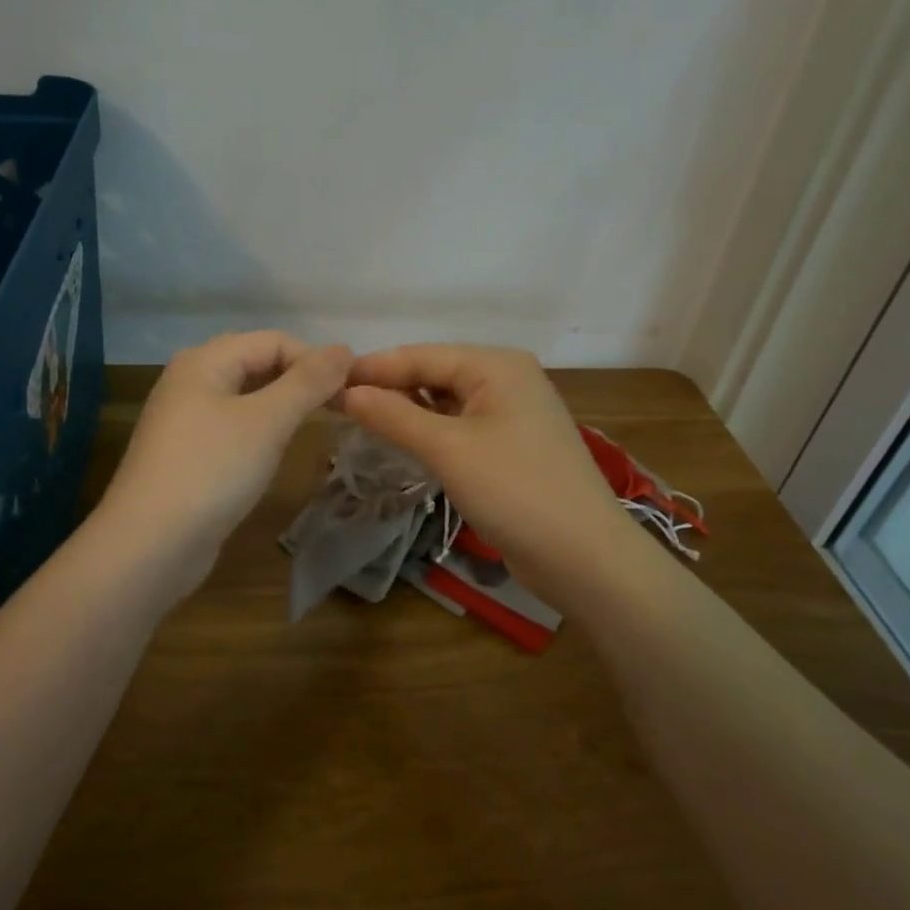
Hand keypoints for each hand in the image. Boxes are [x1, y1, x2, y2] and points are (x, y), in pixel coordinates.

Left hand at [99, 331, 352, 593]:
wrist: (150, 545)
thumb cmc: (212, 471)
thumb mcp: (268, 421)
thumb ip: (308, 382)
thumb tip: (344, 348)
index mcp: (204, 361)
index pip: (273, 340)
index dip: (315, 359)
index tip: (352, 392)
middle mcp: (190, 381)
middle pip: (256, 363)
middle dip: (299, 380)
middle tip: (337, 407)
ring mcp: (184, 420)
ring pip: (244, 397)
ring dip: (281, 406)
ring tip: (313, 425)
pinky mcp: (186, 455)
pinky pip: (231, 428)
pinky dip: (259, 431)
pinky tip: (274, 452)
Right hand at [339, 345, 627, 597]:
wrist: (583, 554)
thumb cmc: (514, 490)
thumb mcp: (447, 449)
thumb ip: (394, 416)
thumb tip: (347, 392)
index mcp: (496, 365)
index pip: (421, 355)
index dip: (373, 368)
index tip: (327, 381)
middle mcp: (507, 379)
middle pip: (435, 374)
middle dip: (389, 388)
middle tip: (338, 406)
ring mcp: (513, 414)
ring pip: (447, 402)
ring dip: (408, 411)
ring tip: (361, 422)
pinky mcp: (512, 447)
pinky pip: (461, 427)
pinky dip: (430, 432)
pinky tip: (403, 442)